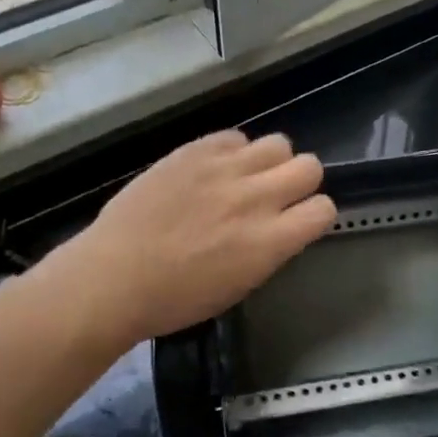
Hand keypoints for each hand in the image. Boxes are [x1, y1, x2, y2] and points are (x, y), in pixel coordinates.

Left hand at [47, 130, 334, 345]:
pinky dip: (233, 152)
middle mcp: (255, 198)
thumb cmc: (174, 299)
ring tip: (245, 177)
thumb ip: (269, 250)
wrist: (113, 276)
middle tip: (275, 195)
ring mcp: (224, 170)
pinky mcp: (195, 151)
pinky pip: (235, 137)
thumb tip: (280, 227)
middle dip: (300, 181)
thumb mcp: (238, 286)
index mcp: (270, 242)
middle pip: (310, 166)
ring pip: (278, 143)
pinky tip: (213, 170)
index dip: (314, 214)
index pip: (324, 209)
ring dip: (270, 162)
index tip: (298, 221)